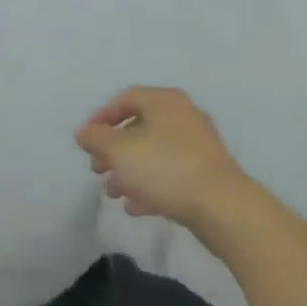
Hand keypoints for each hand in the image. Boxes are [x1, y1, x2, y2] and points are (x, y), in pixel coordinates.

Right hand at [75, 87, 250, 229]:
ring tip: (112, 193)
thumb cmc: (165, 167)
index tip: (85, 141)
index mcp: (165, 102)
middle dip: (113, 150)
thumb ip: (96, 139)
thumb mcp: (119, 151)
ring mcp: (197, 147)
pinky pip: (169, 174)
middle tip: (97, 169)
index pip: (125, 98)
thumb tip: (84, 132)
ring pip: (153, 154)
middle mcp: (183, 117)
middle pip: (139, 127)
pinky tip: (135, 207)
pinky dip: (149, 186)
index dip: (100, 117)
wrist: (222, 206)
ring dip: (128, 172)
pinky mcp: (205, 174)